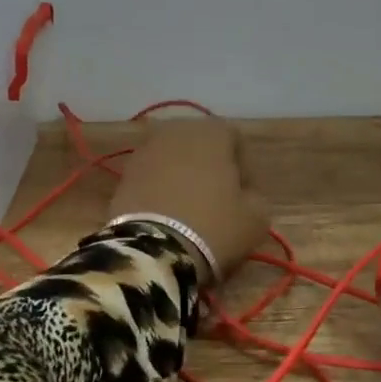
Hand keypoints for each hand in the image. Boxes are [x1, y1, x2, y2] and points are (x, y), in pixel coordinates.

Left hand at [107, 118, 268, 284]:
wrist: (154, 250)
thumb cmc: (214, 226)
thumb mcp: (256, 217)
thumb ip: (255, 197)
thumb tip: (243, 196)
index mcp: (211, 131)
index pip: (236, 141)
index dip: (245, 169)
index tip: (245, 198)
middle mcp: (175, 130)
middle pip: (201, 146)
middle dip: (211, 169)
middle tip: (219, 202)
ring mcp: (144, 150)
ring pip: (174, 161)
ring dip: (184, 179)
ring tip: (191, 212)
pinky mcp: (123, 174)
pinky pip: (152, 178)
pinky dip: (161, 191)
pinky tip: (167, 217)